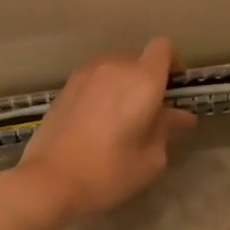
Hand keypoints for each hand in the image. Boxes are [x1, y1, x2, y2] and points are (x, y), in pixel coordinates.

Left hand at [0, 38, 196, 228]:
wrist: (49, 180)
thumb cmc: (109, 172)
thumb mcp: (151, 159)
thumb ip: (167, 129)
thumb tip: (180, 117)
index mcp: (142, 80)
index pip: (163, 48)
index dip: (173, 64)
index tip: (174, 90)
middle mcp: (114, 67)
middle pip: (138, 59)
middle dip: (148, 79)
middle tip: (150, 112)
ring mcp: (85, 75)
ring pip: (114, 68)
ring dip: (123, 85)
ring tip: (121, 118)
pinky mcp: (65, 87)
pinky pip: (94, 80)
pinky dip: (102, 92)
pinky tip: (97, 122)